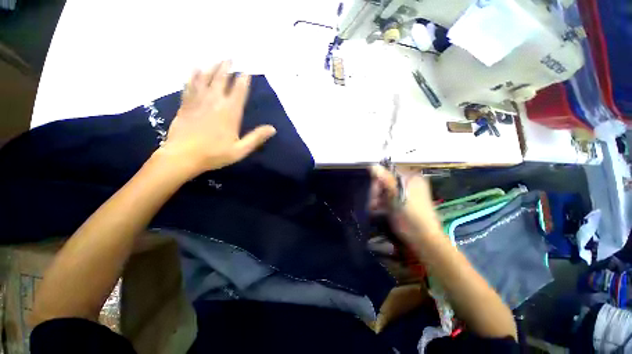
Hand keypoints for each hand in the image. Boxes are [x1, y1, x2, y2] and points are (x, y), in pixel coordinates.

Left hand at [157, 61, 275, 176]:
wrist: (183, 156)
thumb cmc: (215, 154)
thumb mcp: (240, 149)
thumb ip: (256, 137)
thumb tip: (273, 128)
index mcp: (230, 112)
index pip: (239, 91)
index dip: (243, 80)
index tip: (246, 71)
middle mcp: (214, 102)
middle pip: (221, 80)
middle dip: (227, 68)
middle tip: (231, 57)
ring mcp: (198, 101)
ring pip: (205, 78)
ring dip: (212, 67)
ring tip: (217, 59)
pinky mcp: (186, 104)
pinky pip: (190, 85)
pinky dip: (193, 75)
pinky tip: (195, 68)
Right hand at [369, 165, 442, 243]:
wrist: (422, 239)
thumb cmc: (410, 217)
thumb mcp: (396, 196)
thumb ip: (385, 180)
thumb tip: (373, 165)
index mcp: (410, 177)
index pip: (387, 171)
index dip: (378, 181)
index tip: (375, 194)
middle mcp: (408, 182)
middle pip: (384, 180)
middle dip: (377, 192)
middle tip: (375, 205)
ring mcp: (405, 192)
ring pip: (383, 190)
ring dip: (377, 199)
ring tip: (377, 210)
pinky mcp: (401, 201)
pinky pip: (386, 197)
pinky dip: (381, 204)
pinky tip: (380, 211)